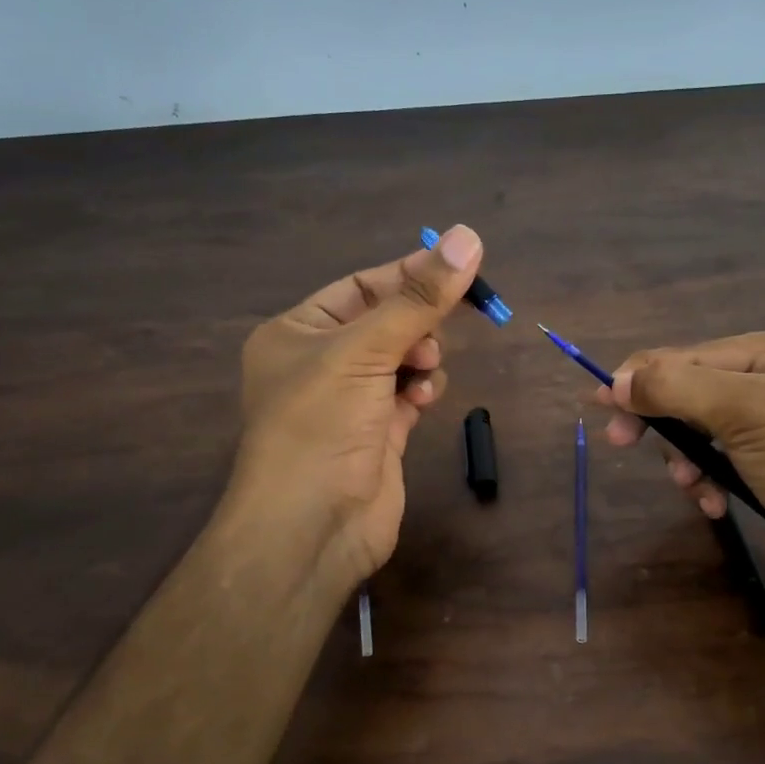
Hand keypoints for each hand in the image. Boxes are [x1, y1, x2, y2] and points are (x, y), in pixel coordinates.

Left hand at [225, 224, 482, 598]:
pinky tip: (421, 401)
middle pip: (385, 322)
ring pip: (402, 359)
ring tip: (421, 373)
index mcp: (296, 332)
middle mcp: (319, 363)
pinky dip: (420, 392)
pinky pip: (408, 395)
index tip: (458, 267)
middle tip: (431, 336)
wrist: (311, 527)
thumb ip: (418, 298)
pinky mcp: (377, 434)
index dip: (407, 275)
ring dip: (420, 359)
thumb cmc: (321, 425)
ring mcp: (350, 401)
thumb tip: (467, 236)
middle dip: (415, 325)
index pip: (360, 286)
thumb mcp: (364, 350)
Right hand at [600, 321, 764, 591]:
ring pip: (711, 427)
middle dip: (670, 423)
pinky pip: (730, 456)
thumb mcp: (745, 414)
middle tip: (621, 442)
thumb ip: (676, 387)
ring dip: (690, 457)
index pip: (702, 353)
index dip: (648, 376)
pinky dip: (713, 477)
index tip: (601, 401)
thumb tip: (616, 380)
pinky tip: (713, 502)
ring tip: (689, 486)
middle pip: (703, 389)